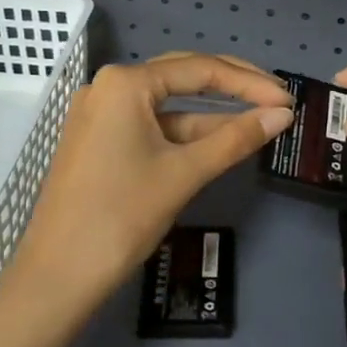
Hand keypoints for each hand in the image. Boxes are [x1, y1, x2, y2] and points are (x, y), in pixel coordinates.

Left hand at [8, 53, 292, 310]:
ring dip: (213, 114)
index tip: (288, 100)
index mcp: (126, 83)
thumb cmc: (121, 216)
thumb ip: (235, 138)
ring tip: (261, 120)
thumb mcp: (184, 173)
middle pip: (184, 76)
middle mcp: (109, 87)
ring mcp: (102, 115)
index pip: (200, 69)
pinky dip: (187, 133)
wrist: (57, 277)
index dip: (250, 84)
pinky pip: (153, 126)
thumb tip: (282, 115)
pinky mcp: (101, 142)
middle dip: (233, 87)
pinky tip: (221, 141)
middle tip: (277, 99)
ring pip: (170, 105)